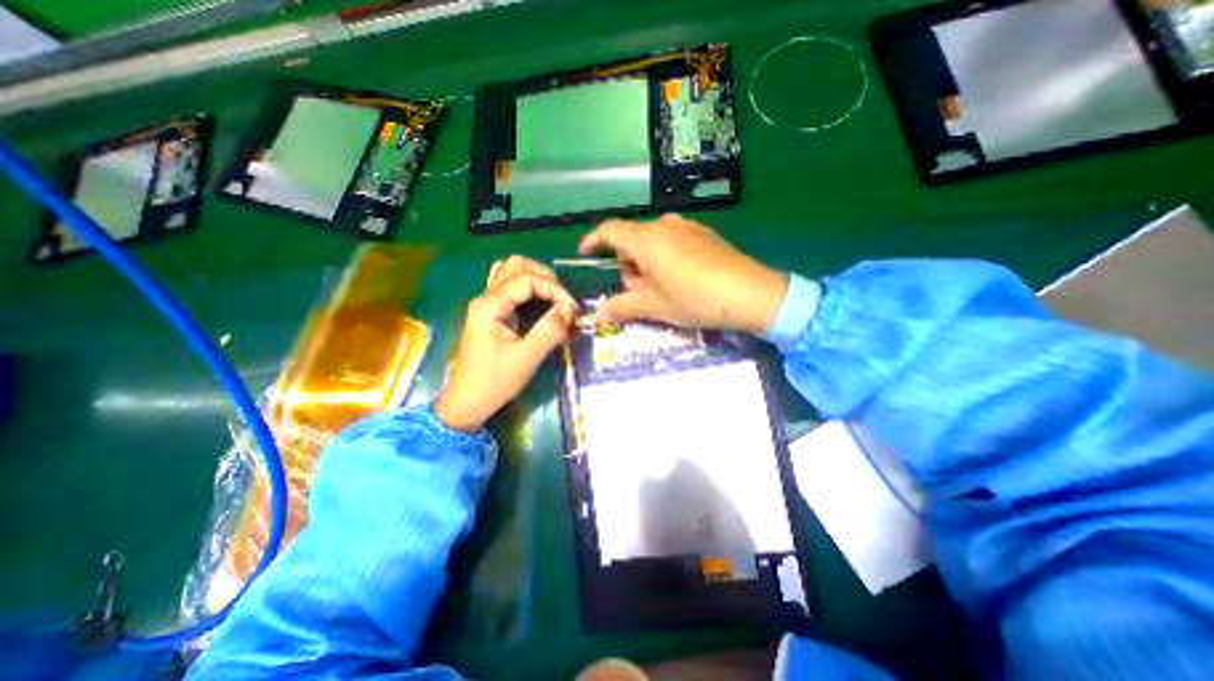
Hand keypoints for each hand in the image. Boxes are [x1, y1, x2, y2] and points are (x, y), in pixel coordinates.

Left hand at [436, 255, 578, 430]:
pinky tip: (537, 301)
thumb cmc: (495, 381)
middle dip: (546, 278)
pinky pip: (508, 286)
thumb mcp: (527, 358)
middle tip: (564, 300)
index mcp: (490, 305)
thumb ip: (550, 330)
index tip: (572, 309)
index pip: (527, 279)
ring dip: (535, 278)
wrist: (468, 402)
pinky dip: (526, 287)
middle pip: (516, 266)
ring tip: (554, 296)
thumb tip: (570, 309)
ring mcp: (485, 303)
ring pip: (510, 272)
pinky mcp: (490, 313)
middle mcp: (485, 297)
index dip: (554, 289)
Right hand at [577, 210, 786, 330]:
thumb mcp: (654, 306)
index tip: (585, 253)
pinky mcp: (705, 234)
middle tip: (635, 290)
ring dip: (646, 262)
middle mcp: (664, 225)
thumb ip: (623, 306)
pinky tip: (680, 278)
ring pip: (652, 240)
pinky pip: (673, 240)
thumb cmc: (694, 299)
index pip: (609, 231)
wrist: (750, 293)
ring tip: (659, 288)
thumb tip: (601, 313)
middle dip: (626, 263)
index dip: (593, 241)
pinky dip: (665, 257)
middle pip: (632, 238)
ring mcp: (687, 227)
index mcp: (646, 239)